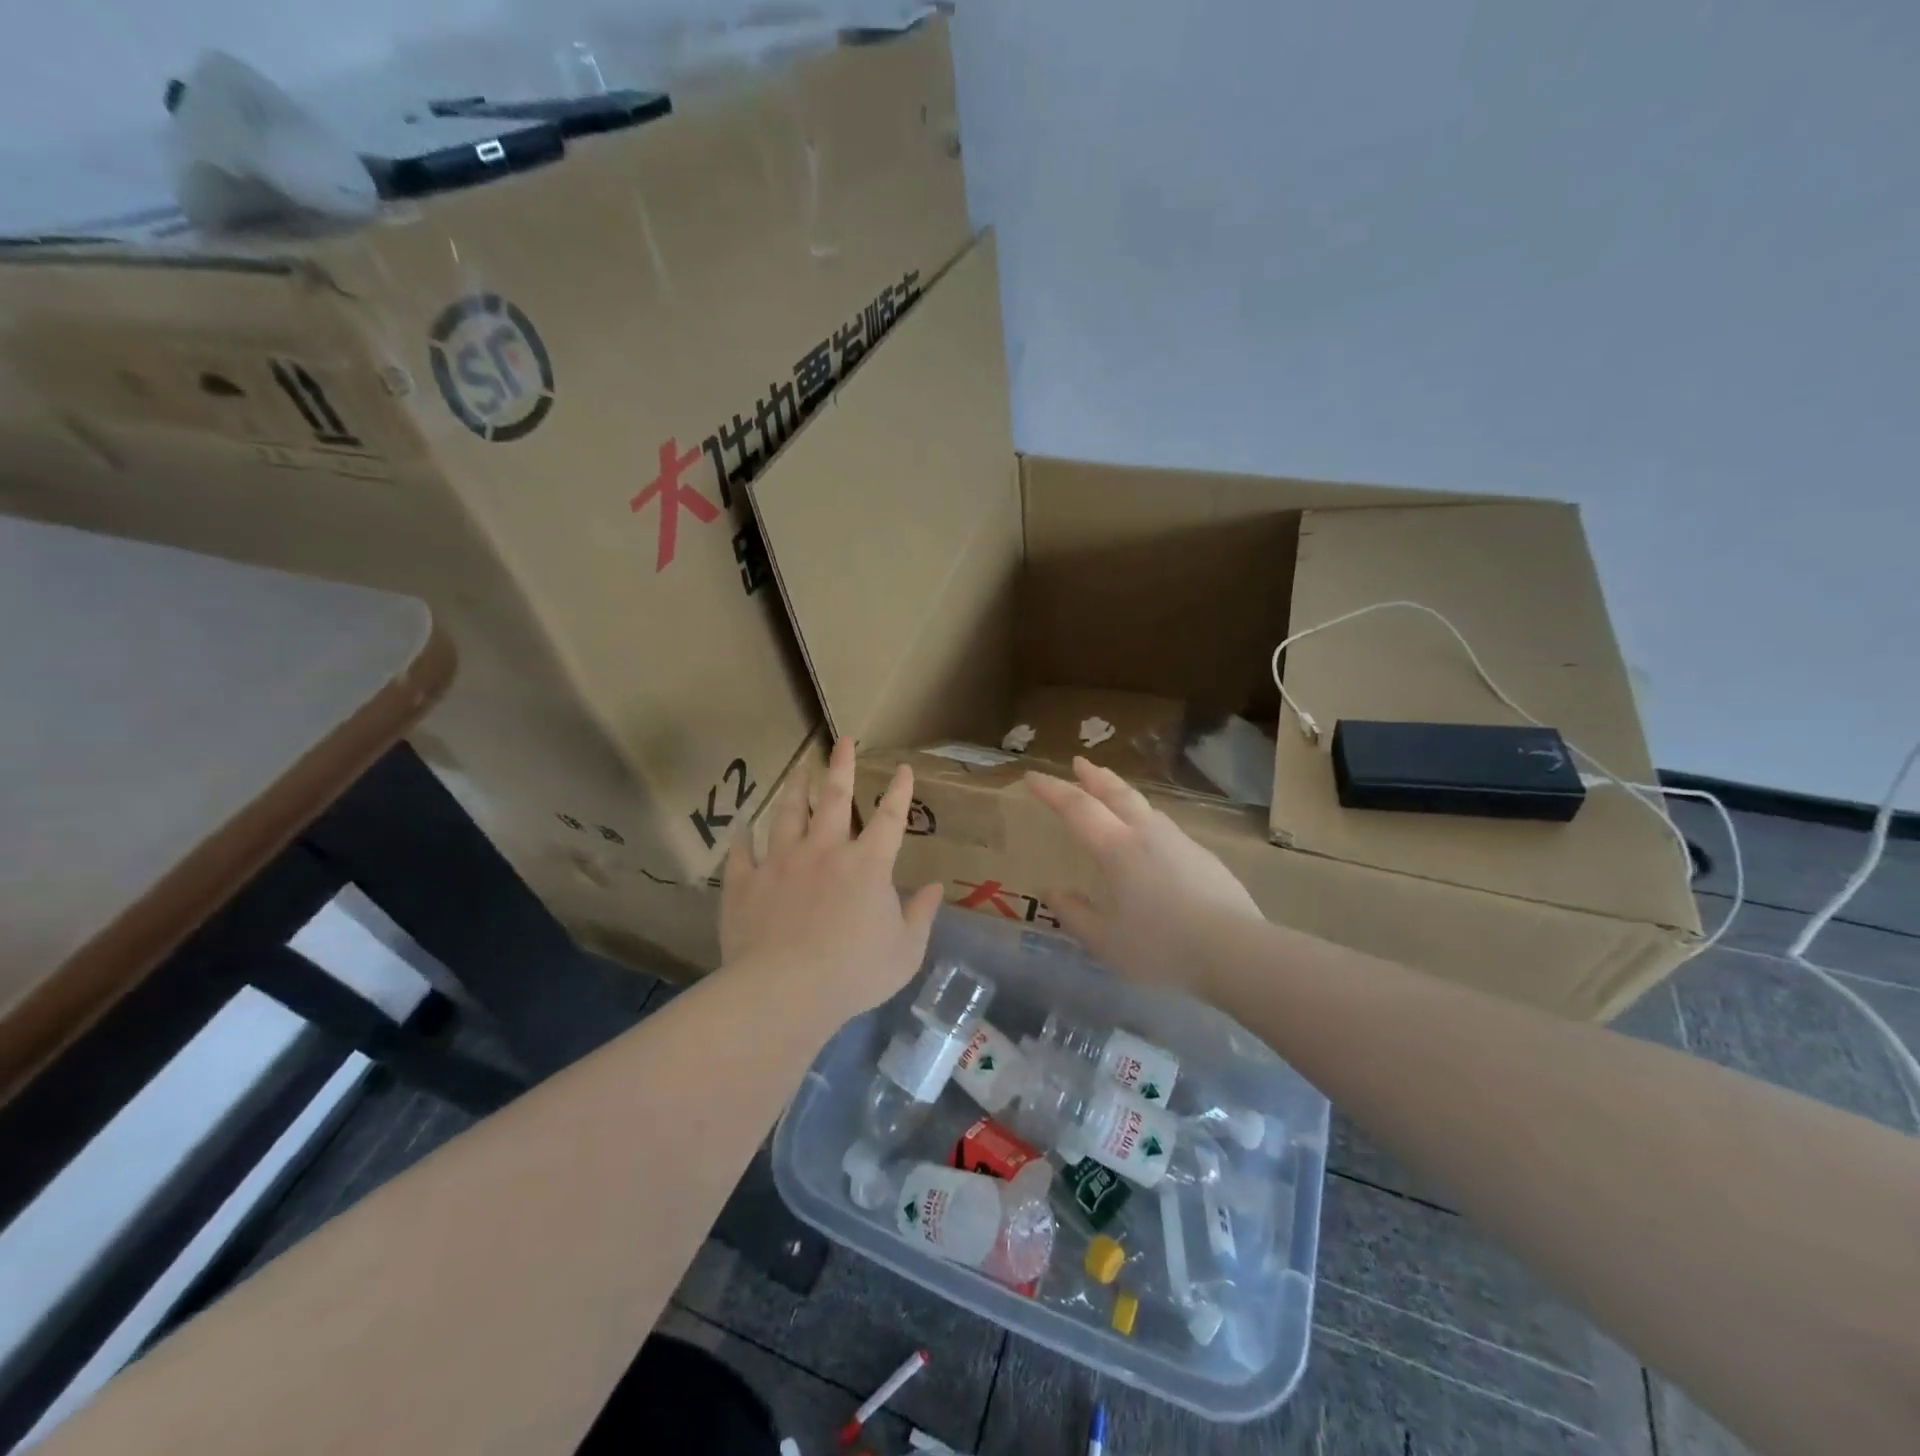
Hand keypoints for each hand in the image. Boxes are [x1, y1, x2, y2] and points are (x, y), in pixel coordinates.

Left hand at [721, 736, 943, 1019]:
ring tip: (799, 768)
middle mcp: (824, 851)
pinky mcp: (746, 882)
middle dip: (841, 767)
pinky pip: (742, 853)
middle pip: (833, 799)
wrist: (785, 990)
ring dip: (795, 789)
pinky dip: (743, 838)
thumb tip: (937, 887)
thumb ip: (921, 915)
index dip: (899, 792)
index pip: (889, 818)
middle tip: (841, 740)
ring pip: (787, 815)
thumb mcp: (905, 951)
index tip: (903, 769)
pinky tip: (743, 826)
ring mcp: (781, 862)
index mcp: (867, 864)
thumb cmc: (854, 973)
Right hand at [1026, 757, 1263, 992]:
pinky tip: (1149, 835)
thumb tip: (1051, 892)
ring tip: (1112, 792)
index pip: (1077, 808)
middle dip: (1094, 775)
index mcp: (1116, 849)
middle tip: (1079, 762)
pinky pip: (1163, 825)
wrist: (1235, 950)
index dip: (1052, 790)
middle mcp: (1146, 834)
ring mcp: (1178, 841)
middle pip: (1116, 793)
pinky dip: (1145, 817)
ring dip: (1121, 792)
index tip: (1032, 776)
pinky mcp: (1201, 855)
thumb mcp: (1105, 941)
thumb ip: (1075, 914)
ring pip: (1144, 806)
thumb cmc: (1161, 947)